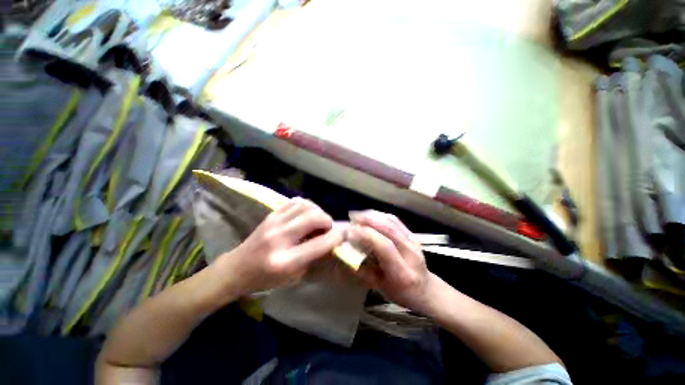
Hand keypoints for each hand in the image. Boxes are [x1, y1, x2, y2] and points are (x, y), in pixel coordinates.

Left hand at [212, 198, 343, 295]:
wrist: (237, 268)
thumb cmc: (266, 279)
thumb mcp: (294, 277)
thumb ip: (314, 257)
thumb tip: (332, 239)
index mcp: (286, 261)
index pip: (320, 243)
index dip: (336, 236)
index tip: (343, 234)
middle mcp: (280, 238)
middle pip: (314, 218)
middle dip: (327, 221)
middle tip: (328, 228)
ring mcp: (274, 223)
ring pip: (306, 206)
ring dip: (318, 211)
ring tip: (318, 220)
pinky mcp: (271, 215)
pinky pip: (295, 201)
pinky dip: (307, 205)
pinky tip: (307, 213)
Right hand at [349, 210, 435, 312]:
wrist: (426, 290)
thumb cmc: (401, 293)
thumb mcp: (380, 288)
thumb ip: (363, 271)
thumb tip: (346, 254)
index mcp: (402, 272)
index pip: (385, 246)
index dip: (367, 235)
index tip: (351, 231)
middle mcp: (411, 253)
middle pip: (389, 229)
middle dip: (368, 220)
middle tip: (352, 218)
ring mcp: (414, 241)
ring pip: (392, 221)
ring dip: (373, 215)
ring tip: (358, 215)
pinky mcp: (413, 235)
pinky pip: (395, 221)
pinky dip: (380, 215)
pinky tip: (370, 215)